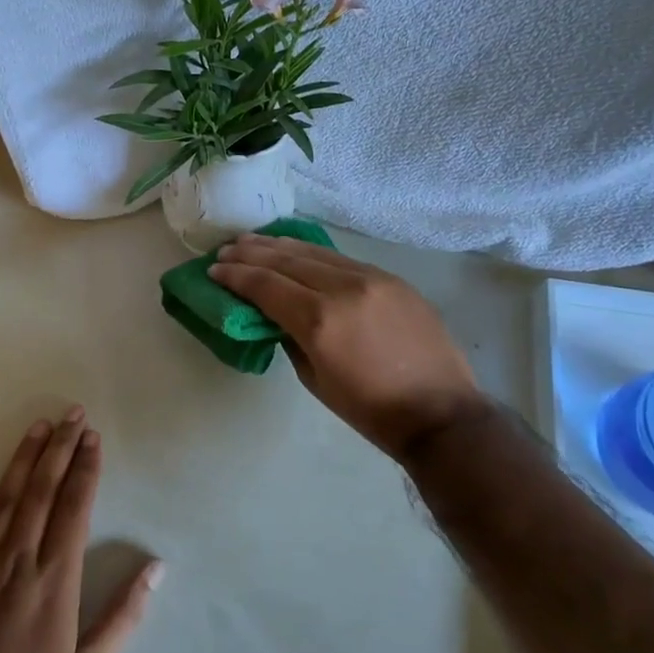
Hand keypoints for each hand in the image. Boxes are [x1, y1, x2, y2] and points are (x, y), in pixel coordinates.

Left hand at [0, 409, 161, 652]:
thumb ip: (125, 615)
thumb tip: (156, 568)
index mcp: (56, 579)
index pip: (74, 507)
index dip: (85, 469)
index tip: (93, 439)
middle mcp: (19, 560)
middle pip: (42, 491)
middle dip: (60, 449)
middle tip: (72, 415)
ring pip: (5, 498)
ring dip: (23, 458)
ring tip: (38, 426)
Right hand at [210, 234, 484, 460]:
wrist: (439, 411)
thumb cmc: (370, 409)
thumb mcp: (315, 379)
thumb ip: (290, 338)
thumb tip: (277, 315)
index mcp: (319, 321)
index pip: (266, 285)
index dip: (236, 276)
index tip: (214, 270)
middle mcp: (342, 289)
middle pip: (286, 261)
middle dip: (251, 253)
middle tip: (226, 250)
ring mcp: (371, 278)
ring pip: (315, 252)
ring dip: (279, 245)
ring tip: (253, 241)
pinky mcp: (391, 278)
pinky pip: (341, 259)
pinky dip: (312, 253)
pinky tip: (297, 250)